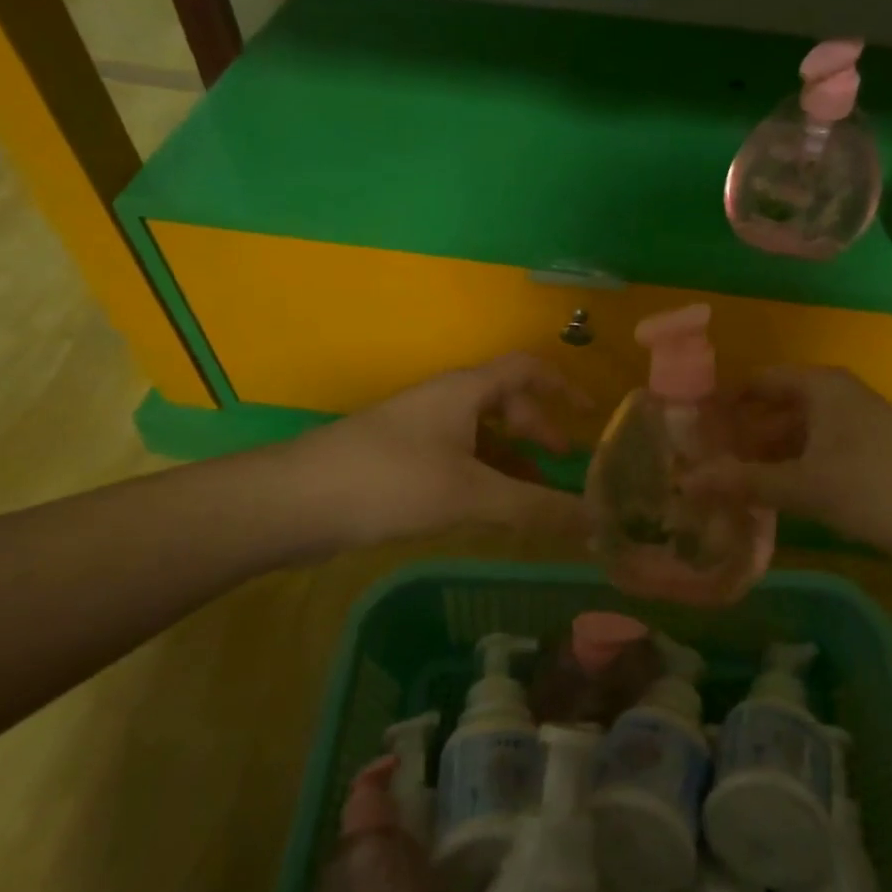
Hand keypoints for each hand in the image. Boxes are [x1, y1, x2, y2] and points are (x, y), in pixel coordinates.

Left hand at [283, 354, 590, 550]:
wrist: (295, 502)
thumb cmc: (391, 480)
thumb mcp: (471, 493)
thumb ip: (536, 508)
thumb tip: (597, 523)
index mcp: (465, 390)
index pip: (526, 368)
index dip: (563, 386)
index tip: (591, 416)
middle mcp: (445, 401)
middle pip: (505, 402)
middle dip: (539, 429)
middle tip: (566, 464)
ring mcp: (419, 430)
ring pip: (480, 436)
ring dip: (513, 460)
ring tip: (537, 497)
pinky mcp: (400, 461)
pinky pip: (458, 459)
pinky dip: (484, 478)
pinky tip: (489, 511)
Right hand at [705, 365, 891, 571]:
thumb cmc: (877, 485)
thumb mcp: (805, 484)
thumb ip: (745, 481)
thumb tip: (686, 483)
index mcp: (819, 387)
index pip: (757, 382)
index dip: (722, 403)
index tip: (688, 429)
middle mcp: (833, 402)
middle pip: (772, 412)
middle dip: (738, 438)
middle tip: (696, 465)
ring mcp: (850, 434)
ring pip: (791, 441)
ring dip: (760, 462)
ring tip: (718, 489)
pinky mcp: (863, 466)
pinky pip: (811, 464)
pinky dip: (786, 479)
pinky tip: (760, 504)